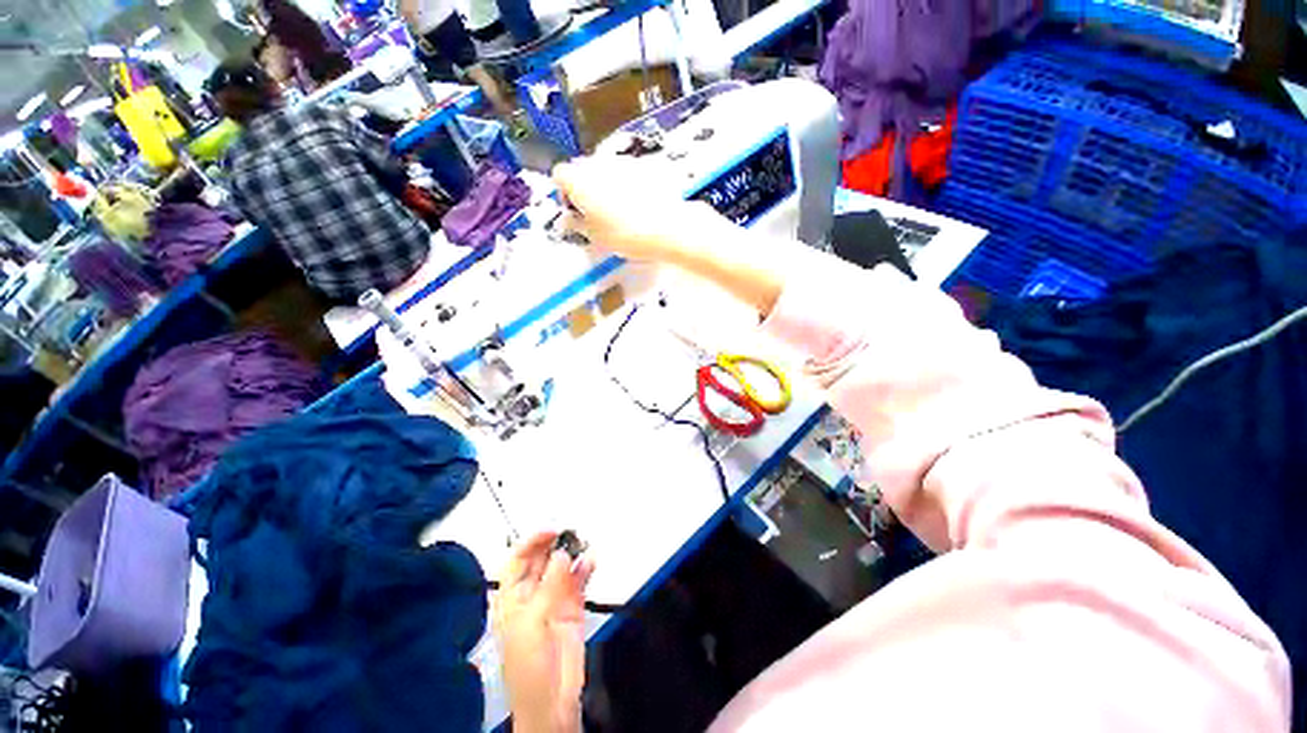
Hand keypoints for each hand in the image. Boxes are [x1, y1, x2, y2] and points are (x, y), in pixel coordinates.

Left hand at [492, 532, 595, 732]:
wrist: (553, 699)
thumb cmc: (527, 667)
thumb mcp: (531, 623)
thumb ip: (548, 586)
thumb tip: (562, 554)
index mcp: (511, 598)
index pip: (517, 560)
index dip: (531, 542)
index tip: (550, 530)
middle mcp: (532, 594)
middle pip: (541, 559)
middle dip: (554, 543)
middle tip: (570, 530)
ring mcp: (554, 599)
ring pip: (562, 566)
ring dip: (572, 552)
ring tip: (583, 540)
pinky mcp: (573, 606)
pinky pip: (579, 579)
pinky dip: (586, 566)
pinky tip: (591, 558)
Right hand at [552, 157, 717, 263]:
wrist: (666, 227)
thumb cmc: (624, 234)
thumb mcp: (594, 237)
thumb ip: (576, 225)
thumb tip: (568, 220)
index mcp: (578, 179)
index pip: (560, 175)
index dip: (565, 193)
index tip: (575, 210)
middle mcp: (597, 163)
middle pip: (583, 169)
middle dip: (585, 187)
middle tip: (596, 213)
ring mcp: (622, 160)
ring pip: (606, 169)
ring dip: (607, 184)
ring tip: (620, 211)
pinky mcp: (644, 164)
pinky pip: (628, 172)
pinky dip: (628, 184)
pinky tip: (638, 205)